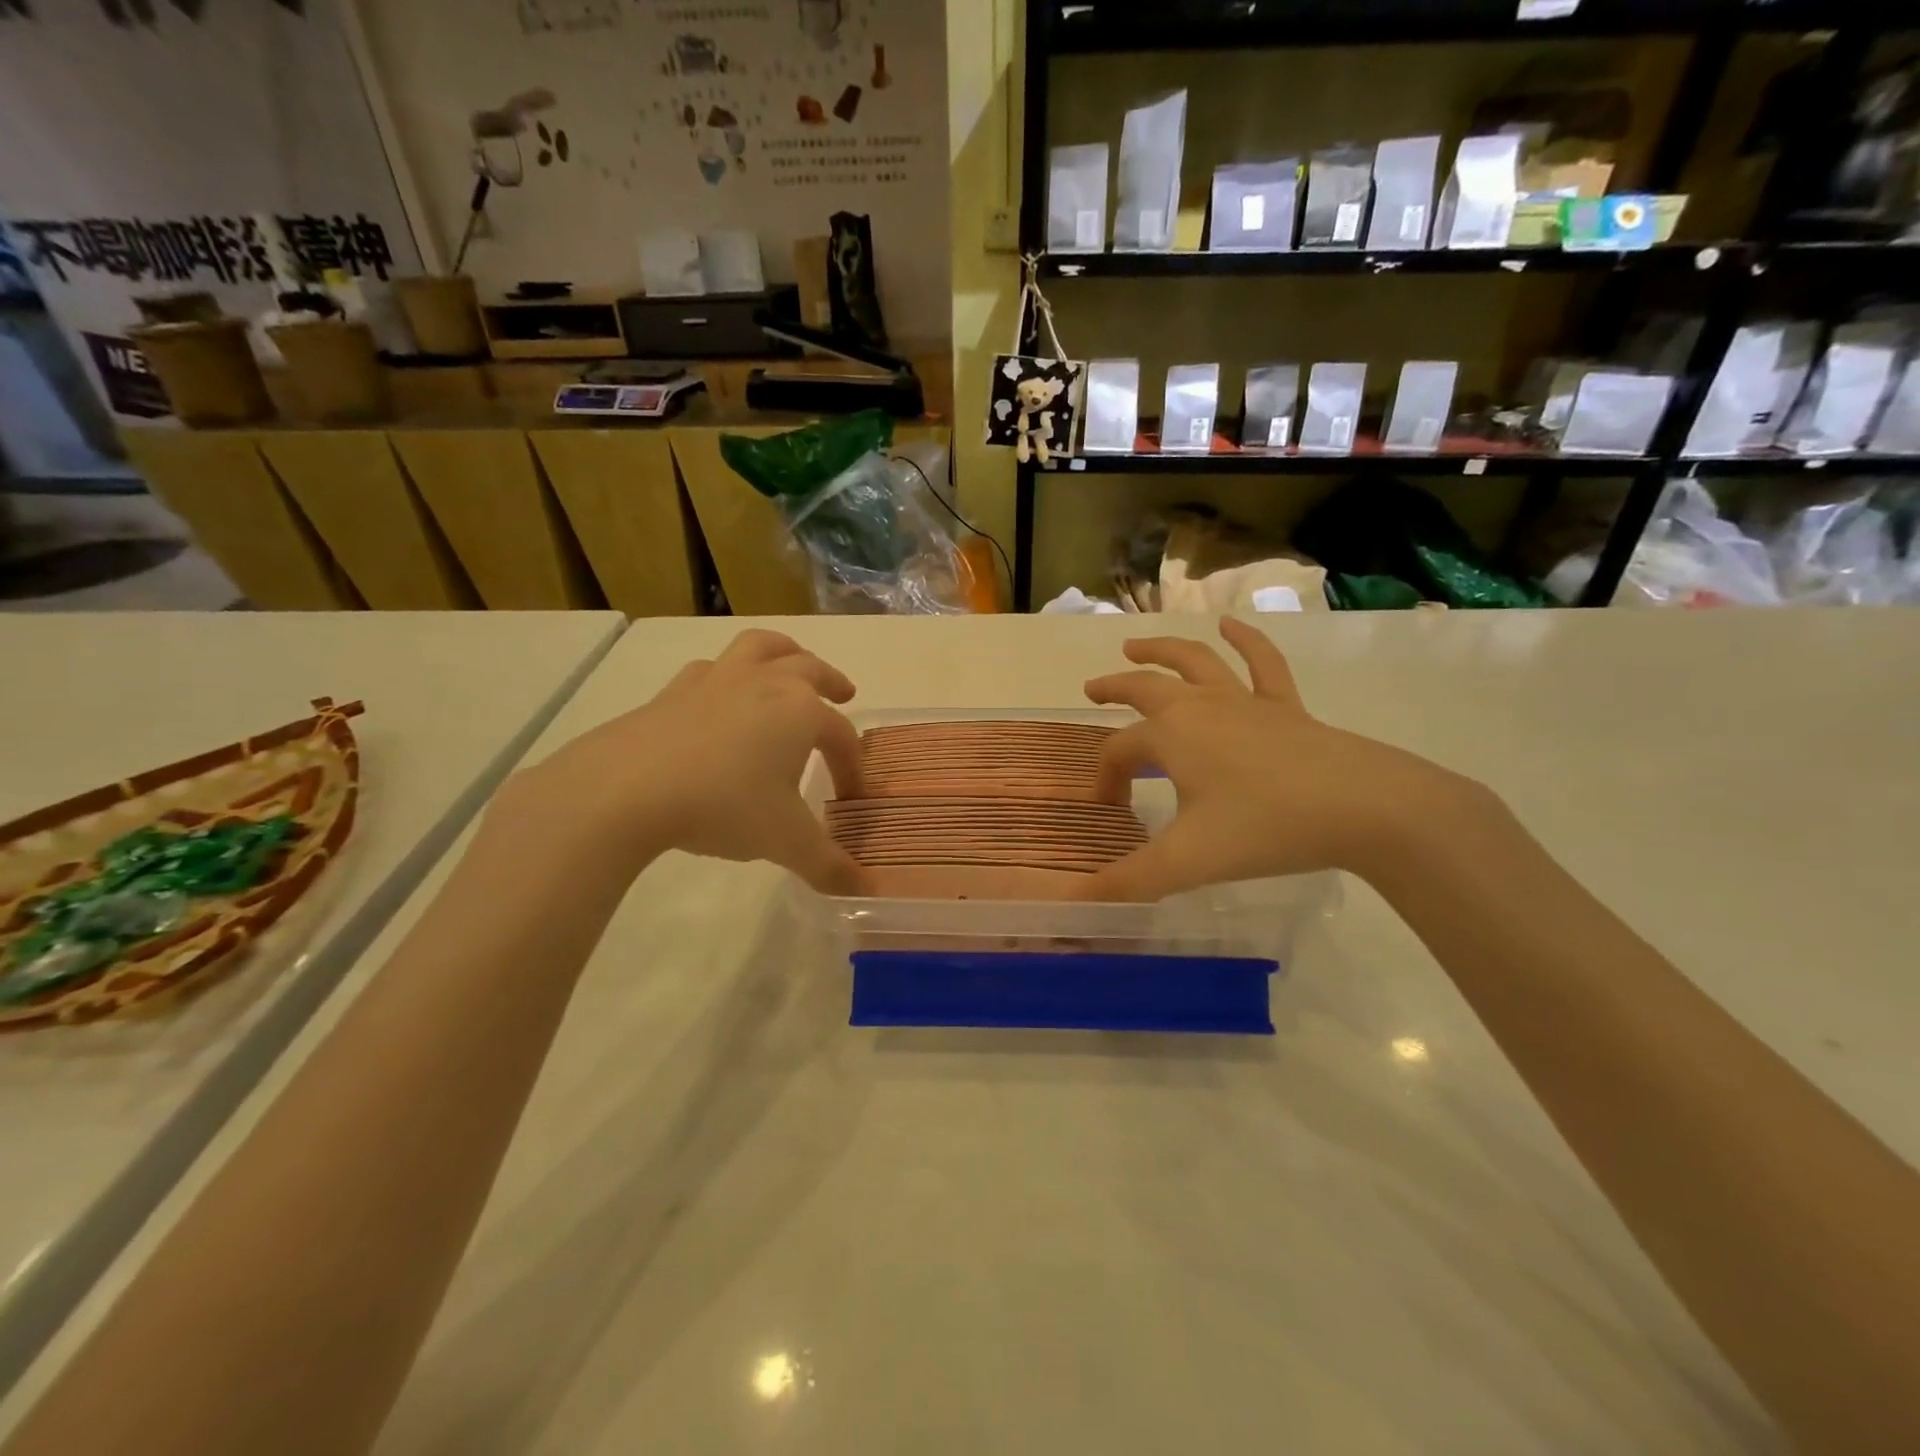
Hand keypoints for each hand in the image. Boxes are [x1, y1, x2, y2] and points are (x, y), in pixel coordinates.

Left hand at [495, 629, 868, 893]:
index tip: (851, 798)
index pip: (841, 736)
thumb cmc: (724, 806)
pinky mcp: (674, 691)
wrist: (626, 790)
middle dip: (832, 681)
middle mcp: (765, 683)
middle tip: (845, 694)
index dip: (852, 767)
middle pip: (809, 668)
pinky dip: (727, 675)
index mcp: (801, 711)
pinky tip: (721, 697)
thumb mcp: (785, 841)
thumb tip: (863, 890)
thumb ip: (828, 865)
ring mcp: (717, 681)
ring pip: (760, 647)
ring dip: (784, 653)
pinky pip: (710, 669)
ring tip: (790, 666)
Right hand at [1079, 617, 1478, 900]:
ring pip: (1195, 662)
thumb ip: (1129, 881)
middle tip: (1092, 689)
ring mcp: (1245, 701)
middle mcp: (1200, 707)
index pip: (1120, 751)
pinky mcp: (1286, 707)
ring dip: (1161, 650)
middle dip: (1115, 688)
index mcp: (1171, 735)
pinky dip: (1245, 639)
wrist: (1363, 807)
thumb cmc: (1266, 828)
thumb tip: (1076, 902)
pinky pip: (1262, 663)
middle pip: (1146, 688)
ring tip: (1136, 645)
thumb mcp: (1188, 861)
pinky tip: (1231, 624)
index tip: (1110, 809)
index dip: (1106, 778)